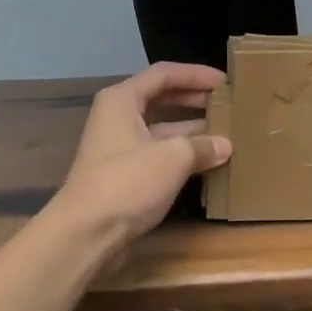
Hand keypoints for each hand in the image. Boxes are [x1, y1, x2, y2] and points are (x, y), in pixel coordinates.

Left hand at [50, 62, 230, 256]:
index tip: (224, 82)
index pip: (164, 74)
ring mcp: (120, 147)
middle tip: (226, 104)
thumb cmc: (127, 182)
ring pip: (162, 129)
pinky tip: (208, 162)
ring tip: (226, 132)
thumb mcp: (173, 157)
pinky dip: (182, 155)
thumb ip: (202, 145)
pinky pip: (159, 154)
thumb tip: (225, 146)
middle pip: (162, 98)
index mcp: (122, 100)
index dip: (196, 74)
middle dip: (195, 100)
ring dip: (192, 130)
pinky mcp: (124, 175)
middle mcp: (118, 117)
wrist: (84, 236)